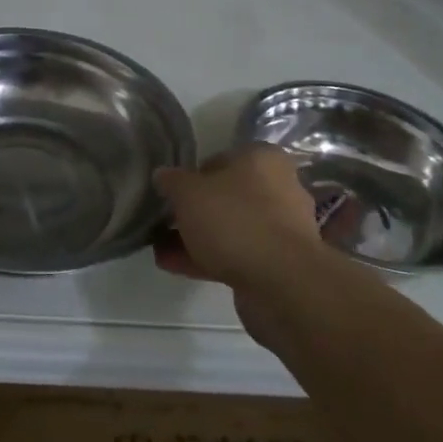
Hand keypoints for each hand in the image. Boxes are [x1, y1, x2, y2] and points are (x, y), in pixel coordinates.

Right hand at [152, 144, 330, 289]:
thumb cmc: (234, 219)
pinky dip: (207, 258)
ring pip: (231, 227)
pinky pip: (237, 255)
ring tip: (160, 249)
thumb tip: (163, 175)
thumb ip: (172, 181)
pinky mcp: (279, 264)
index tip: (172, 193)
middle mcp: (279, 188)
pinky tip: (174, 266)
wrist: (281, 283)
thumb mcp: (188, 192)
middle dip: (195, 211)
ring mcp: (282, 229)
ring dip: (197, 237)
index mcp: (263, 159)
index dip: (193, 175)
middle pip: (227, 196)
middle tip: (166, 221)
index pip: (221, 158)